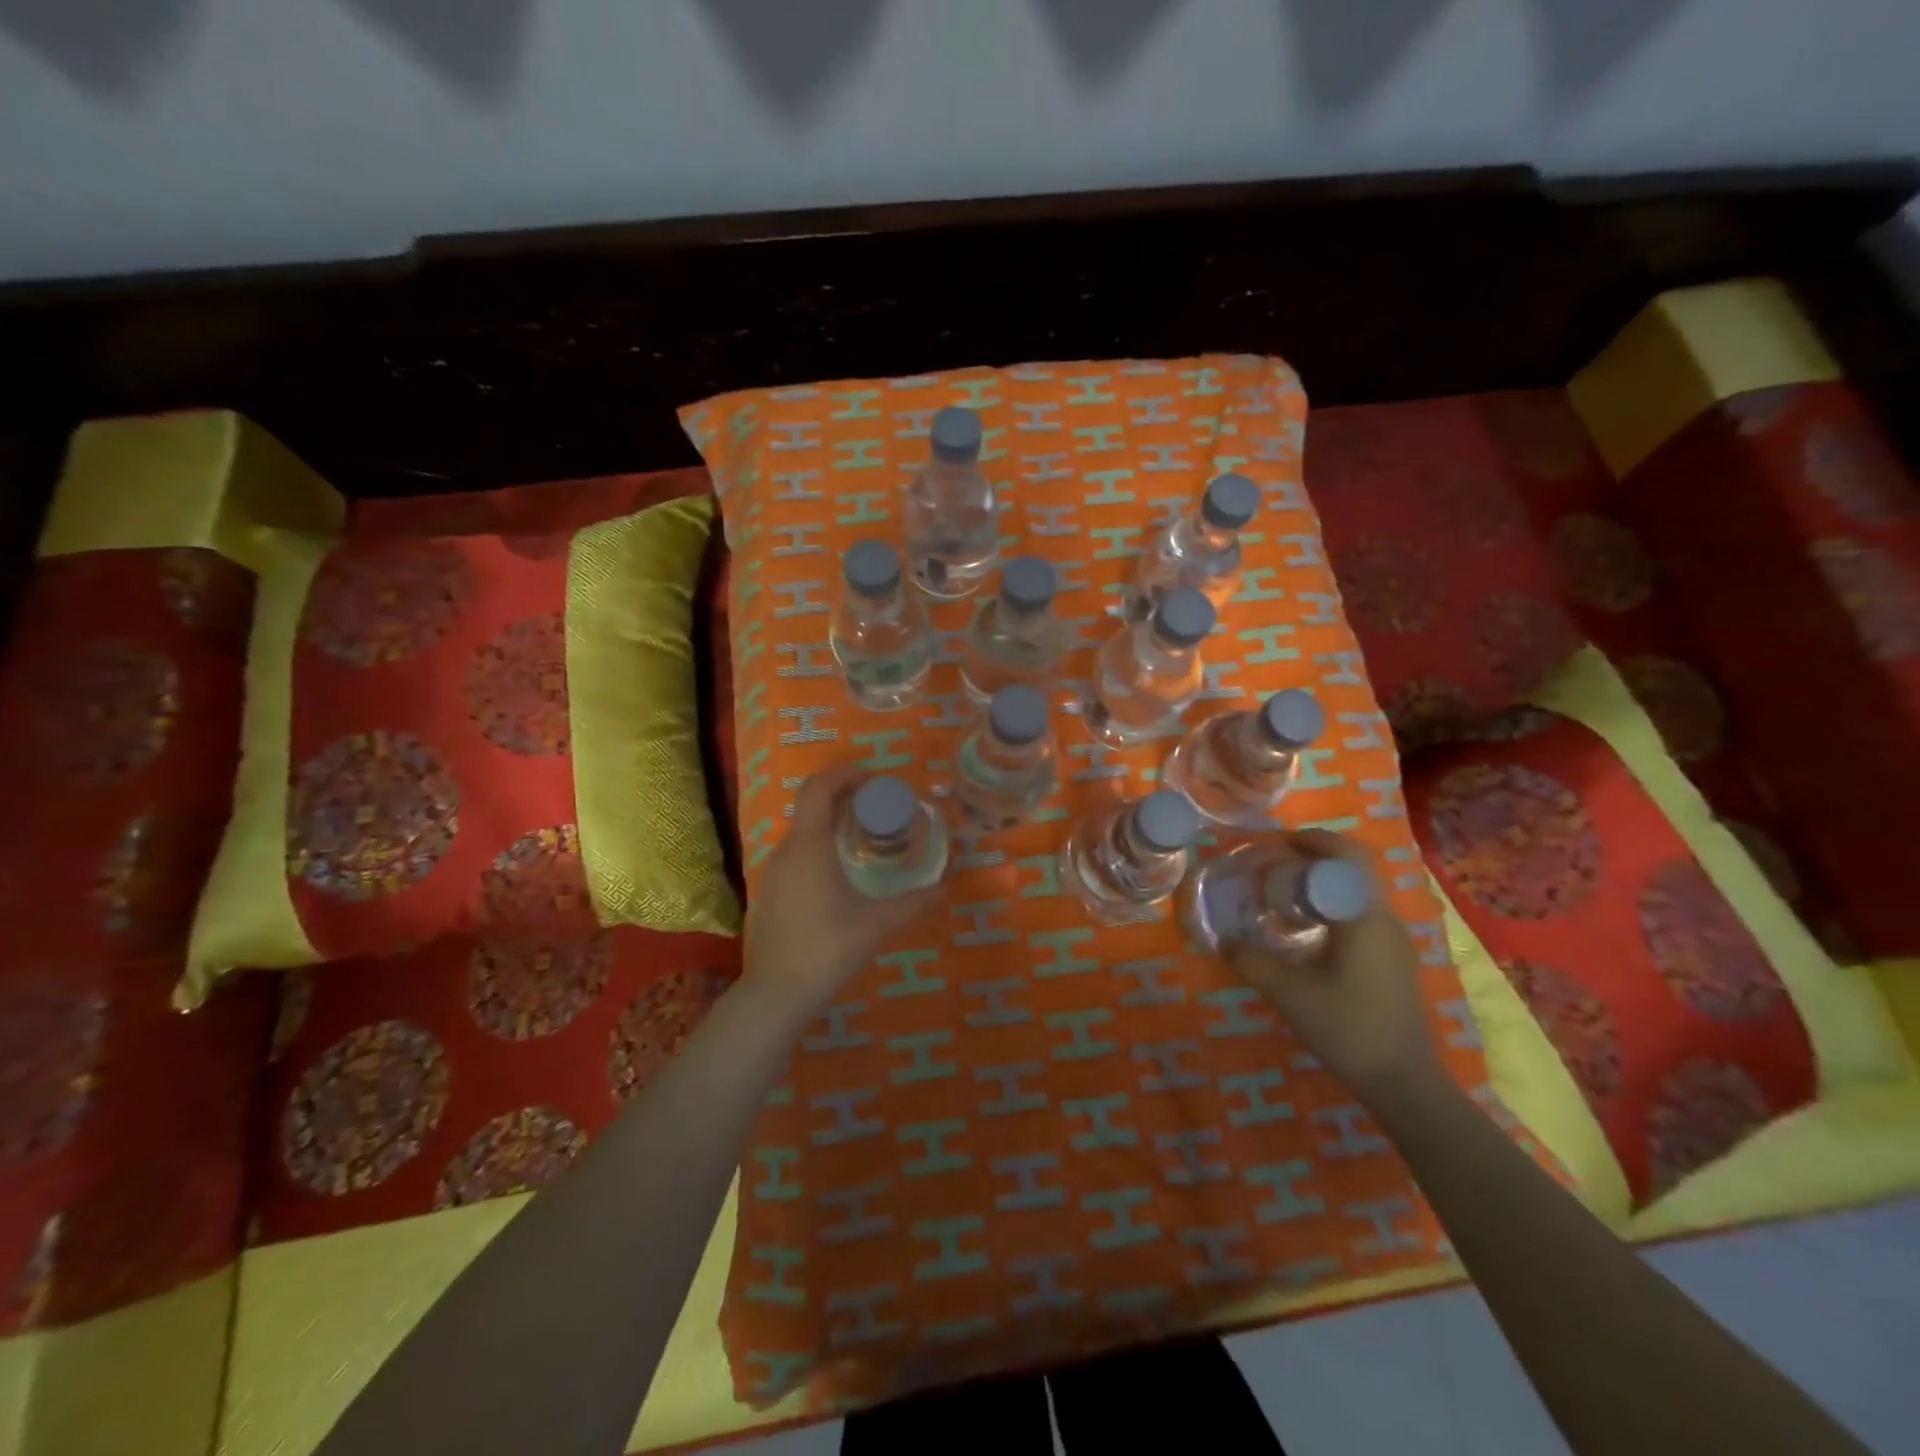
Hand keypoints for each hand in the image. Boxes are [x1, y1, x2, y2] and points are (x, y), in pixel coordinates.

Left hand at [740, 763, 943, 1016]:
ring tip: (864, 839)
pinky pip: (796, 856)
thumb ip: (913, 903)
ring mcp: (772, 874)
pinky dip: (819, 849)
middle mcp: (786, 851)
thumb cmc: (828, 948)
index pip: (819, 788)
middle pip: (810, 806)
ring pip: (802, 832)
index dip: (845, 774)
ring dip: (831, 824)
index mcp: (809, 845)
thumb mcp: (877, 924)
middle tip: (877, 808)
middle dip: (844, 797)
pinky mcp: (769, 895)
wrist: (776, 994)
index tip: (874, 780)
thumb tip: (944, 889)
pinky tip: (840, 877)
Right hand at [1223, 830, 1439, 1105]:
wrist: (1402, 1082)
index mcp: (1364, 917)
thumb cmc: (1347, 1028)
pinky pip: (1361, 916)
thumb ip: (1251, 961)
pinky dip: (1333, 907)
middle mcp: (1384, 921)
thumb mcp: (1288, 993)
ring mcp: (1394, 943)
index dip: (1315, 840)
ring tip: (1285, 896)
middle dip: (1316, 860)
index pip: (1348, 856)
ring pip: (1358, 894)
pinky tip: (1307, 933)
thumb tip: (1224, 940)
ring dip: (1324, 884)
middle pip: (1354, 870)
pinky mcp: (1393, 962)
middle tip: (1276, 867)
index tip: (1280, 843)